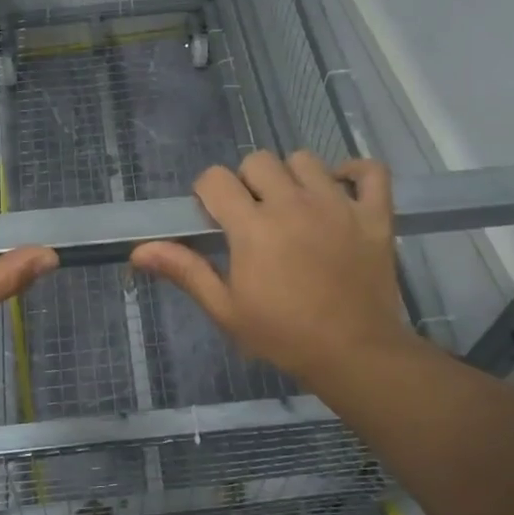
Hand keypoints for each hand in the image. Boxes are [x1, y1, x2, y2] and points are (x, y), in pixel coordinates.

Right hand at [130, 151, 413, 391]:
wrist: (355, 354)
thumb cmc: (283, 335)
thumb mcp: (225, 309)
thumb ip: (185, 271)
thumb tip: (139, 251)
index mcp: (253, 226)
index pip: (216, 179)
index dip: (208, 192)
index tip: (214, 216)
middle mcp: (293, 204)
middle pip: (259, 161)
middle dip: (247, 181)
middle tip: (253, 215)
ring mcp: (338, 205)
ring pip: (306, 160)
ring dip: (293, 176)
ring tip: (294, 206)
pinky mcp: (374, 215)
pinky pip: (370, 171)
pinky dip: (355, 172)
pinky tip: (341, 189)